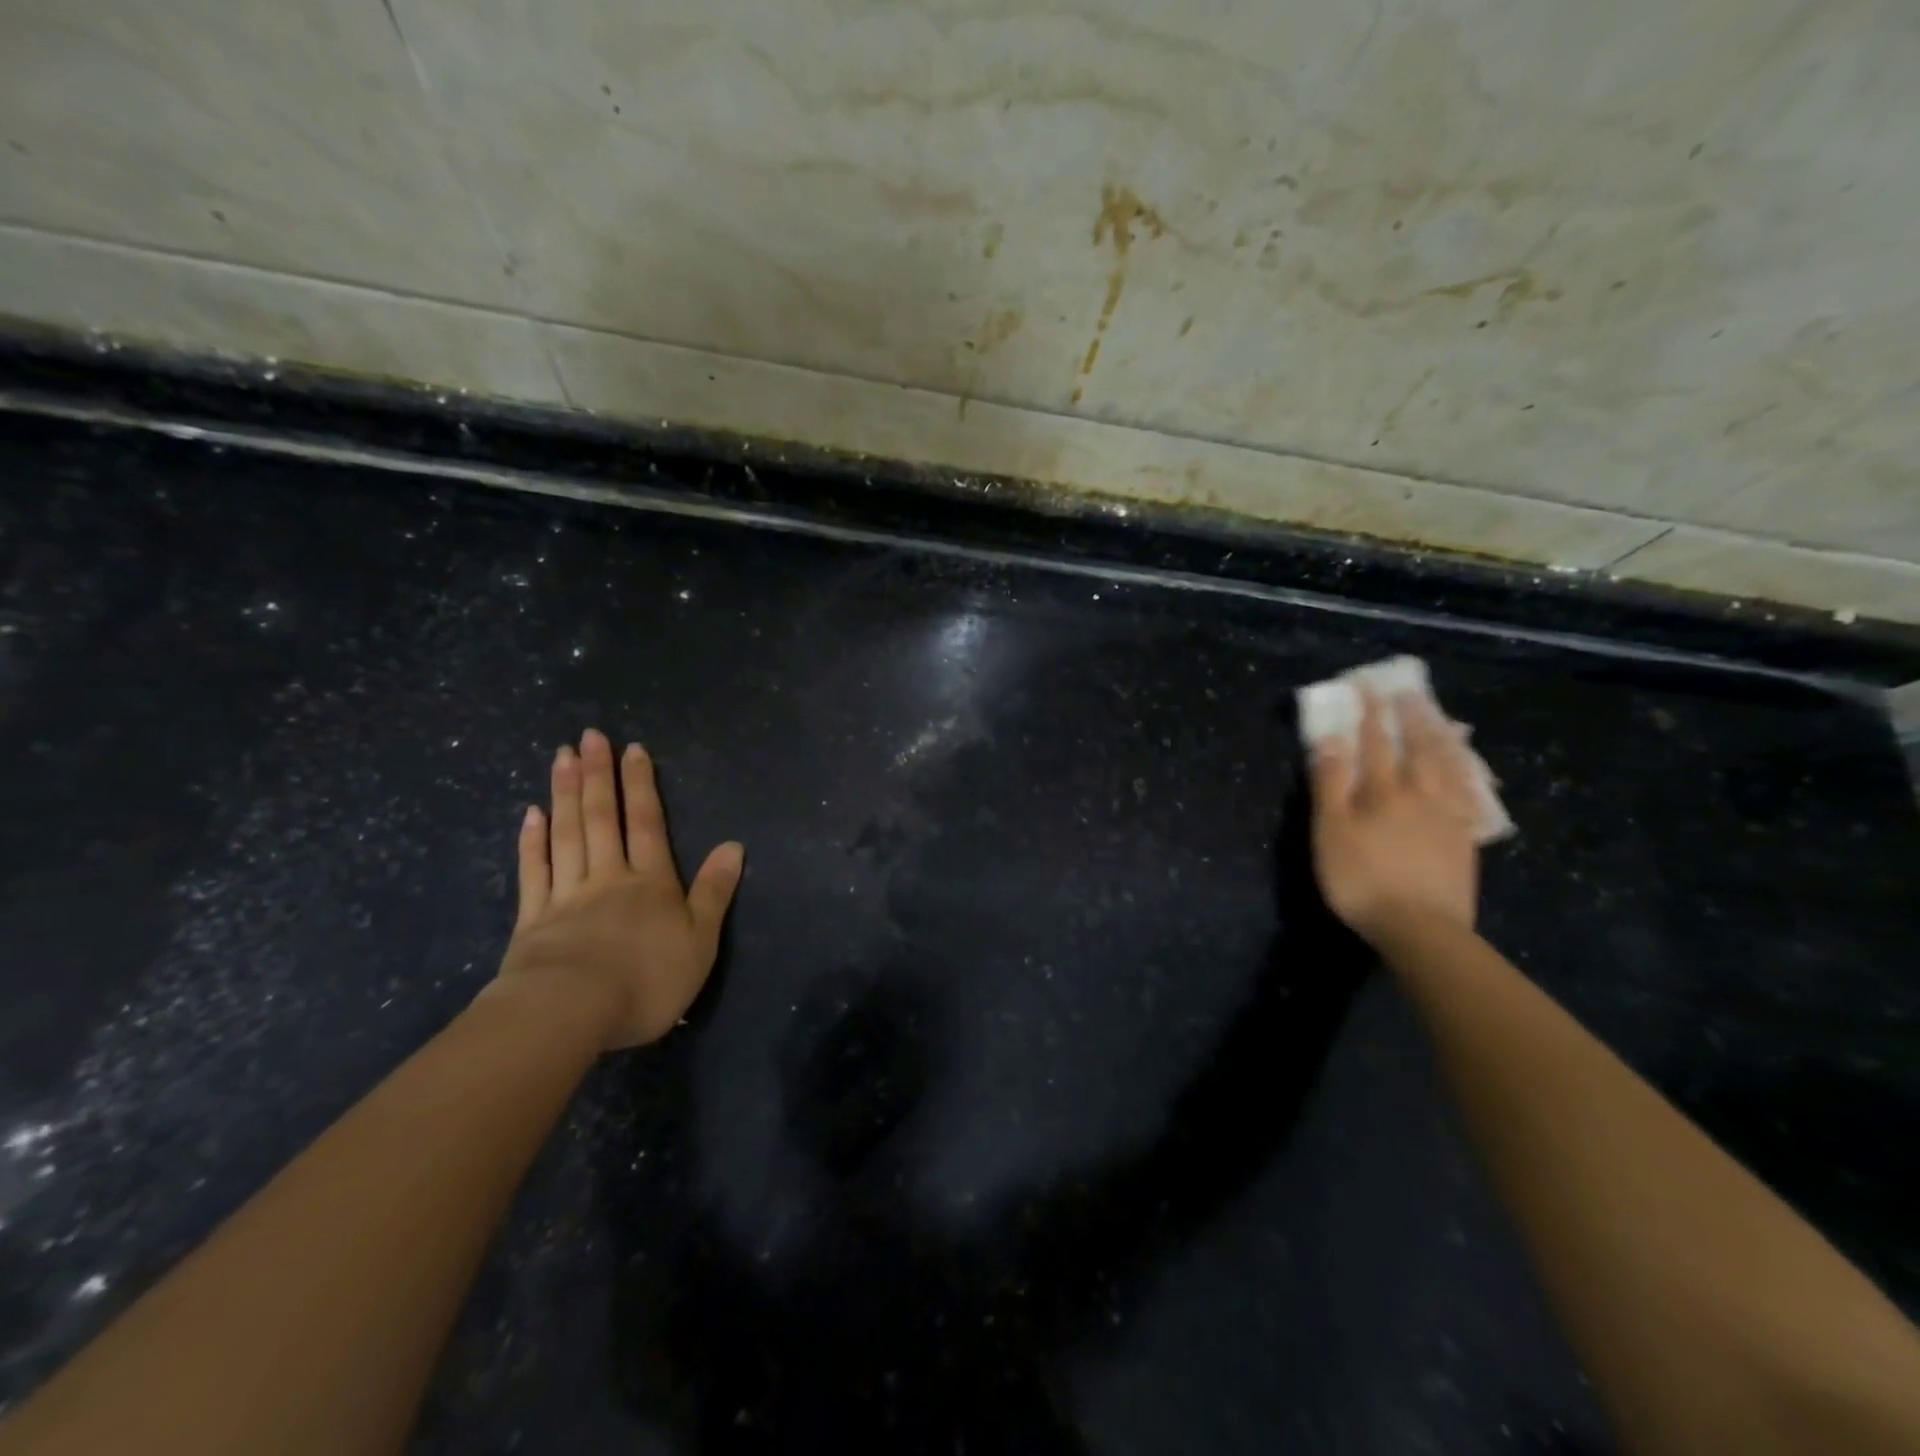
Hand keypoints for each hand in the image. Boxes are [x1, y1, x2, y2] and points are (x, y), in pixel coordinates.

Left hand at [490, 728, 743, 1049]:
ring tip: (562, 757)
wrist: (570, 1013)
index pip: (647, 823)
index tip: (633, 749)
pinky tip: (531, 814)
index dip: (642, 785)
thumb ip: (715, 892)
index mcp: (650, 882)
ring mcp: (566, 895)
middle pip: (602, 818)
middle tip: (589, 736)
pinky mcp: (533, 919)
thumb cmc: (646, 979)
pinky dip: (532, 840)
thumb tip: (734, 845)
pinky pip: (533, 871)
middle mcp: (608, 876)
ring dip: (565, 793)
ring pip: (566, 834)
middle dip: (598, 775)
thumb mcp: (700, 941)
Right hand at [1308, 691, 1479, 943]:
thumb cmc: (1362, 879)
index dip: (1369, 712)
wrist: (1421, 928)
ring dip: (1442, 735)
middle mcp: (1421, 792)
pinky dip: (1467, 771)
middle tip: (1408, 690)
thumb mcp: (1330, 831)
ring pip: (1449, 764)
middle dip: (1410, 715)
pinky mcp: (1465, 837)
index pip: (1375, 740)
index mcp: (1383, 790)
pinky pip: (1470, 792)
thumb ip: (1330, 783)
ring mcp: (1449, 814)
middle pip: (1419, 745)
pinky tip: (1468, 767)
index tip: (1365, 685)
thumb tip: (1330, 738)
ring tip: (1440, 716)